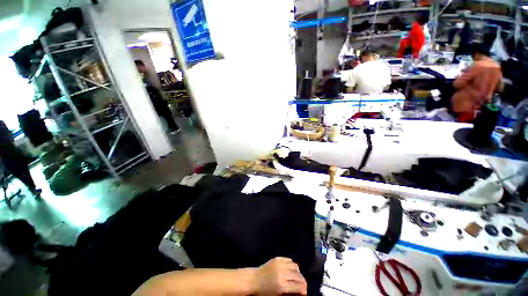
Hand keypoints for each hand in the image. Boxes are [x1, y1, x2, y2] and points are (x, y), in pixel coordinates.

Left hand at [252, 257, 306, 294]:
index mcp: (283, 286)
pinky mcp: (277, 259)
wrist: (254, 280)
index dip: (304, 290)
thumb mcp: (277, 295)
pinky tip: (290, 269)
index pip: (299, 287)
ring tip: (296, 277)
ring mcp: (280, 264)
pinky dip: (292, 265)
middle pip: (299, 276)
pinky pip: (289, 260)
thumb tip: (300, 292)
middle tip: (302, 285)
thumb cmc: (264, 291)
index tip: (304, 292)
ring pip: (295, 267)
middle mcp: (283, 274)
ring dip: (298, 272)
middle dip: (302, 282)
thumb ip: (289, 292)